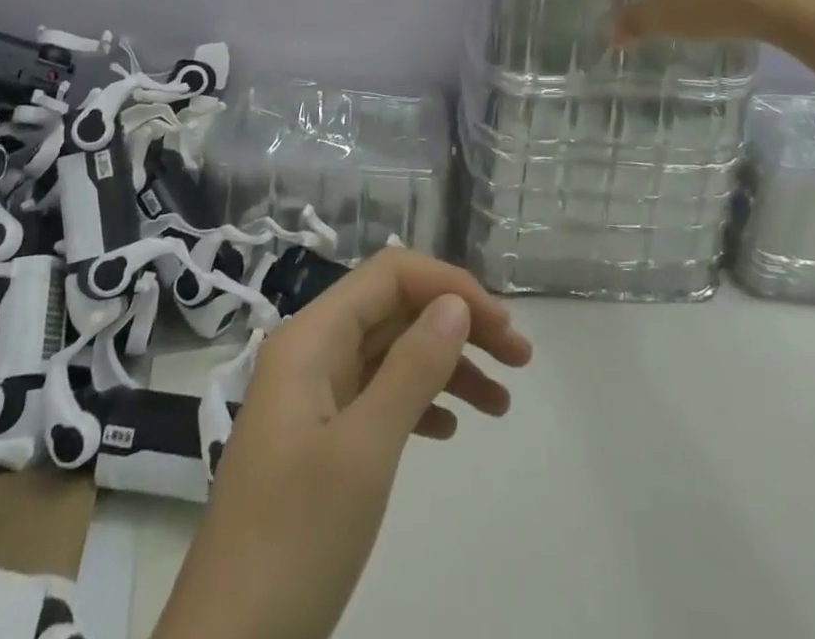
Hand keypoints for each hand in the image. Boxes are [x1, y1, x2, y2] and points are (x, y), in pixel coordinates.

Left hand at [152, 249, 532, 638]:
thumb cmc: (295, 538)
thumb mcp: (364, 451)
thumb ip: (412, 368)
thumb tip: (455, 303)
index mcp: (311, 337)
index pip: (389, 275)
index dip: (448, 285)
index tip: (501, 324)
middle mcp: (311, 353)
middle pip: (394, 310)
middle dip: (457, 324)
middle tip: (519, 358)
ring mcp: (312, 398)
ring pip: (390, 354)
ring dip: (447, 367)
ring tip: (502, 403)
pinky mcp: (318, 441)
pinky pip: (378, 397)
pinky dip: (419, 403)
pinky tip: (450, 428)